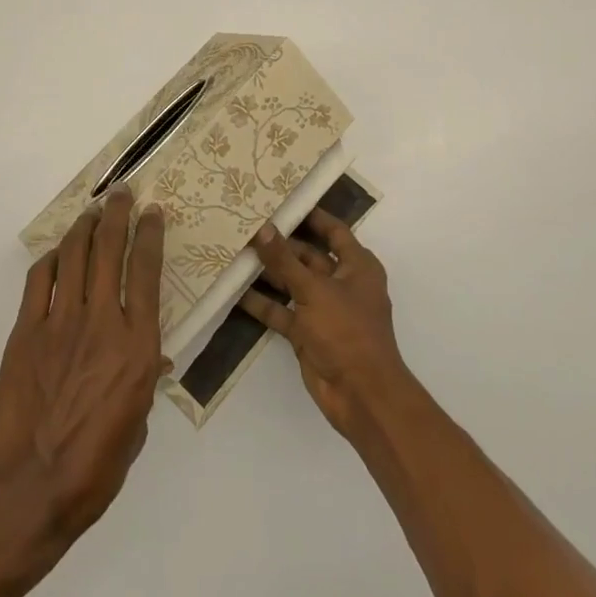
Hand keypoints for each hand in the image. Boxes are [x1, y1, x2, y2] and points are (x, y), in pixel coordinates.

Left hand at [0, 188, 168, 542]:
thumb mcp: (137, 423)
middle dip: (118, 214)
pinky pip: (40, 280)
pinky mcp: (26, 330)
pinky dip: (51, 258)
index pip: (147, 271)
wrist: (32, 489)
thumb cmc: (96, 466)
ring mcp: (60, 322)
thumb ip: (145, 379)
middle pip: (110, 249)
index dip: (150, 234)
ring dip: (85, 226)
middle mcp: (103, 321)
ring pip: (75, 255)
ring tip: (92, 211)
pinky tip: (58, 252)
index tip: (152, 212)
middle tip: (121, 193)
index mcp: (138, 345)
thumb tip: (153, 357)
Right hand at [240, 209, 410, 437]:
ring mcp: (323, 309)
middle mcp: (341, 283)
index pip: (333, 231)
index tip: (282, 199)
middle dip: (280, 244)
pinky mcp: (307, 333)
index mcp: (357, 266)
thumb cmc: (347, 332)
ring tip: (234, 251)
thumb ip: (285, 259)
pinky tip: (236, 291)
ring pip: (292, 283)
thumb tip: (262, 227)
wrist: (361, 396)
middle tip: (247, 224)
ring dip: (267, 272)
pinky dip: (263, 303)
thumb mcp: (314, 289)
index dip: (311, 215)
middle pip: (307, 256)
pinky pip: (282, 311)